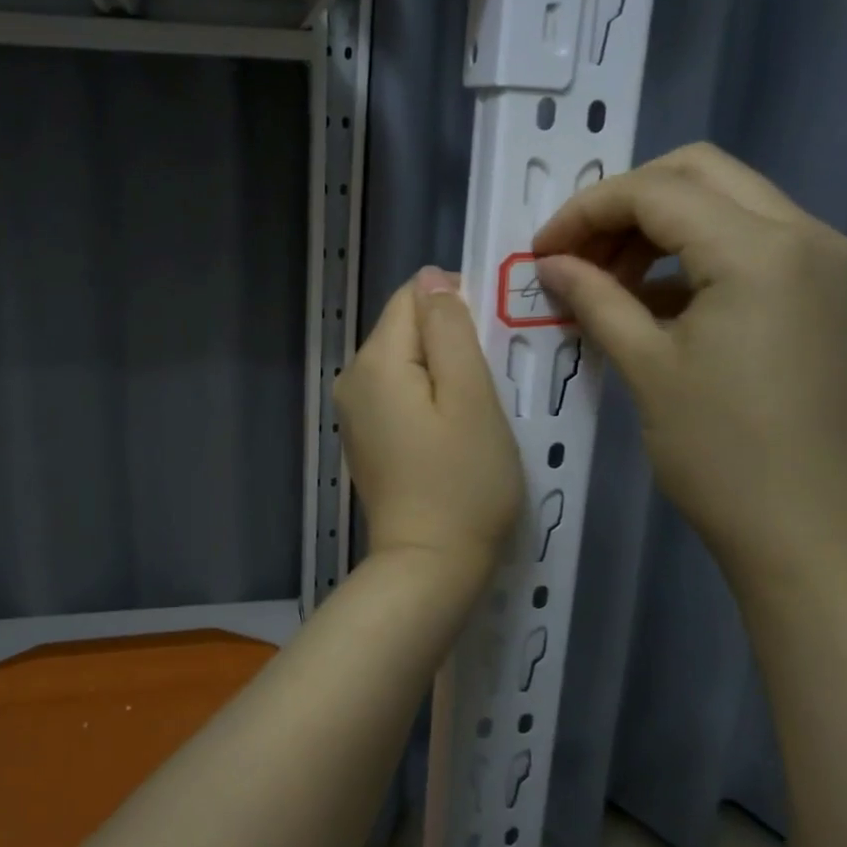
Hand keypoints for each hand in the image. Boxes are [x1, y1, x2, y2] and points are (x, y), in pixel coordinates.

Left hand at [336, 268, 523, 594]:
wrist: (429, 567)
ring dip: (444, 374)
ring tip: (477, 413)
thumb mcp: (471, 396)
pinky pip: (400, 395)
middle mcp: (352, 378)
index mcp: (375, 360)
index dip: (458, 309)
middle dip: (451, 344)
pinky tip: (452, 434)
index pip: (414, 297)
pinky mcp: (365, 439)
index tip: (493, 348)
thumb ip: (450, 329)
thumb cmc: (463, 482)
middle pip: (407, 330)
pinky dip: (428, 401)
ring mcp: (354, 412)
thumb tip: (432, 279)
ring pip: (407, 363)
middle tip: (492, 388)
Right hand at [532, 145, 846, 577]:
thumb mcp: (647, 367)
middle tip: (575, 253)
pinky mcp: (815, 289)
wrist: (805, 529)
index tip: (542, 250)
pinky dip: (688, 252)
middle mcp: (801, 233)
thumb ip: (595, 298)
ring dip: (655, 225)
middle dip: (623, 203)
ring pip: (721, 200)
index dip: (586, 211)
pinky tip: (645, 298)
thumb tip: (550, 262)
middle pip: (695, 172)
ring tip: (604, 279)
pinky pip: (743, 240)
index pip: (656, 191)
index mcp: (759, 250)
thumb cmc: (719, 453)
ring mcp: (817, 260)